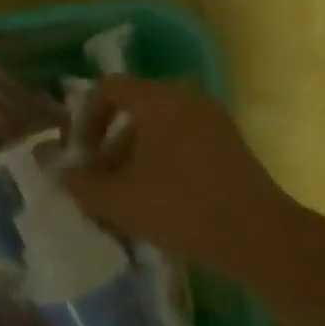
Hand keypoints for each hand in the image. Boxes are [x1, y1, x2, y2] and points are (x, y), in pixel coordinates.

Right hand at [64, 76, 304, 274]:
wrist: (259, 237)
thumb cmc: (179, 209)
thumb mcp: (116, 201)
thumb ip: (80, 183)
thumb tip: (65, 172)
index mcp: (158, 101)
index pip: (110, 88)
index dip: (87, 117)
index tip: (83, 153)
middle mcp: (187, 98)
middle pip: (136, 107)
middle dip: (111, 141)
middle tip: (103, 177)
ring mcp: (214, 119)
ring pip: (161, 125)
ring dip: (137, 152)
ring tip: (130, 194)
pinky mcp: (231, 142)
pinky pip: (185, 137)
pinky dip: (164, 157)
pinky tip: (163, 197)